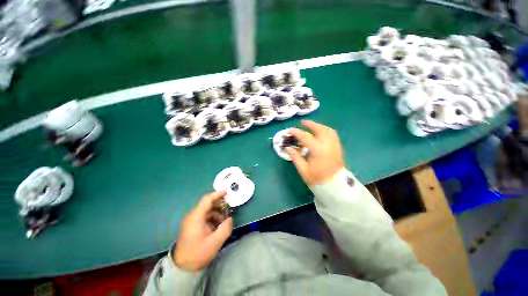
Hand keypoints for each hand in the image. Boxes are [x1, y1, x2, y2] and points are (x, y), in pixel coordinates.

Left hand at [173, 191, 232, 271]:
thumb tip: (230, 218)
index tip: (227, 192)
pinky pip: (204, 217)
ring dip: (217, 212)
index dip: (218, 194)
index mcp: (196, 217)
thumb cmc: (198, 253)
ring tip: (225, 219)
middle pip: (207, 204)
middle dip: (219, 204)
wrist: (182, 268)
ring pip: (206, 210)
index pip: (207, 199)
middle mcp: (192, 216)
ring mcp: (191, 221)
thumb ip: (225, 228)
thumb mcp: (215, 242)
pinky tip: (218, 225)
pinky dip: (212, 217)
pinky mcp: (192, 226)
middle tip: (229, 207)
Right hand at [286, 120, 343, 185]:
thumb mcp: (303, 169)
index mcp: (318, 151)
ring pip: (328, 130)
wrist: (335, 186)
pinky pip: (332, 134)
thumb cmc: (317, 179)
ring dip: (319, 126)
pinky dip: (325, 130)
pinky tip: (320, 132)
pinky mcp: (338, 148)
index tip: (290, 131)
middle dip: (310, 124)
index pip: (306, 137)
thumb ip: (295, 157)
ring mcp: (335, 146)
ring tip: (311, 126)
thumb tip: (287, 148)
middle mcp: (328, 145)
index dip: (297, 133)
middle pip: (320, 129)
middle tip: (302, 123)